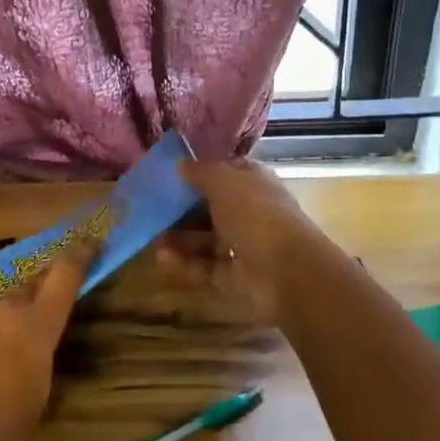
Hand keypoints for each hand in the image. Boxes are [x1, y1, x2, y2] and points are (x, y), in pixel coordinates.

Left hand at [0, 238, 94, 440]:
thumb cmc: (1, 430)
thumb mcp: (39, 394)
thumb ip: (41, 355)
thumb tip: (36, 345)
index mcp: (37, 325)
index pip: (65, 274)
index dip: (79, 254)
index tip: (88, 241)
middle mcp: (4, 307)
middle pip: (26, 288)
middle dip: (31, 302)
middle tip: (28, 328)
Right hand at [158, 158, 325, 320]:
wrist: (286, 271)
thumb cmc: (255, 214)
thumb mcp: (223, 182)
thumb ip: (200, 172)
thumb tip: (181, 164)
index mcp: (254, 182)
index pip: (225, 172)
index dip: (200, 172)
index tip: (171, 175)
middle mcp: (250, 211)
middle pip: (212, 207)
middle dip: (183, 209)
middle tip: (154, 209)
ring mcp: (244, 245)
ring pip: (206, 239)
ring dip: (180, 238)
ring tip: (153, 236)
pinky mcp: (236, 276)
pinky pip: (205, 266)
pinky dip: (185, 262)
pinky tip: (162, 257)